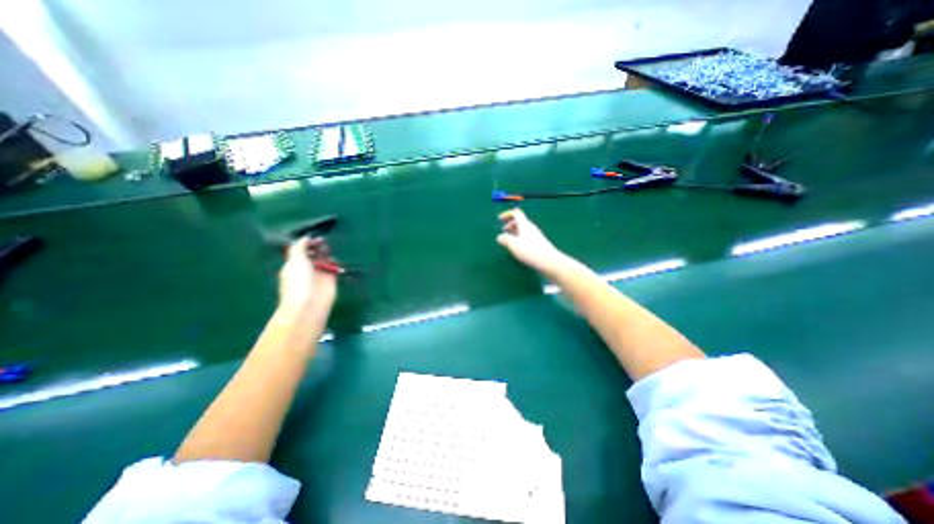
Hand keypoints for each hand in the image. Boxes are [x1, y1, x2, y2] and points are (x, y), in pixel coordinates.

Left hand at [282, 235, 340, 315]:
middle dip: (317, 246)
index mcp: (294, 264)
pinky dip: (335, 262)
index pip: (300, 251)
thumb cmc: (298, 282)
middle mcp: (306, 268)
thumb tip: (306, 237)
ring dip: (326, 253)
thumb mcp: (295, 260)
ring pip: (324, 260)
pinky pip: (334, 267)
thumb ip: (300, 247)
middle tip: (323, 240)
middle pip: (313, 254)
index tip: (314, 238)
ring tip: (328, 248)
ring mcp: (319, 274)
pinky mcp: (331, 279)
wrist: (310, 304)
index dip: (307, 243)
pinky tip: (335, 258)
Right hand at [496, 210, 568, 276]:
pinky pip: (526, 236)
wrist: (549, 261)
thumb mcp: (514, 245)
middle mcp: (531, 228)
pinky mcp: (538, 243)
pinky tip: (518, 247)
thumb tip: (500, 237)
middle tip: (503, 230)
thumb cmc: (530, 251)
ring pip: (523, 229)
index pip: (516, 213)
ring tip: (509, 239)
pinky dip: (520, 237)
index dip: (507, 214)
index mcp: (524, 225)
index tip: (500, 219)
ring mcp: (536, 235)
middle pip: (520, 221)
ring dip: (515, 231)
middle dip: (510, 223)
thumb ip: (505, 239)